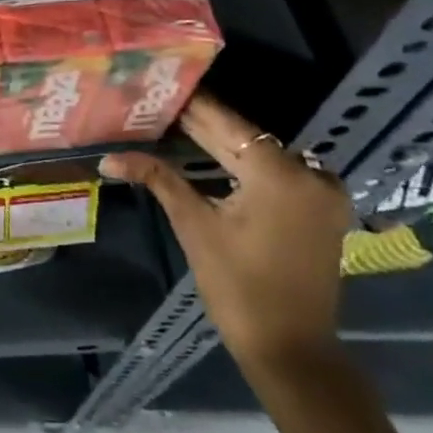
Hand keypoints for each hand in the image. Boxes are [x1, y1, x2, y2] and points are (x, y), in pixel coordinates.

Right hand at [100, 91, 351, 376]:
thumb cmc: (237, 287)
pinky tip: (211, 154)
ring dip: (221, 143)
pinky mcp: (323, 208)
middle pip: (245, 138)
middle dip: (201, 125)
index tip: (160, 85)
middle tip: (159, 105)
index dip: (191, 105)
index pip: (226, 124)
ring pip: (261, 153)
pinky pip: (278, 171)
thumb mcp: (194, 225)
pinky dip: (245, 164)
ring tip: (175, 124)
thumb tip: (109, 157)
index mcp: (279, 174)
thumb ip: (158, 179)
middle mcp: (310, 174)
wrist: (291, 348)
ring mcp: (323, 192)